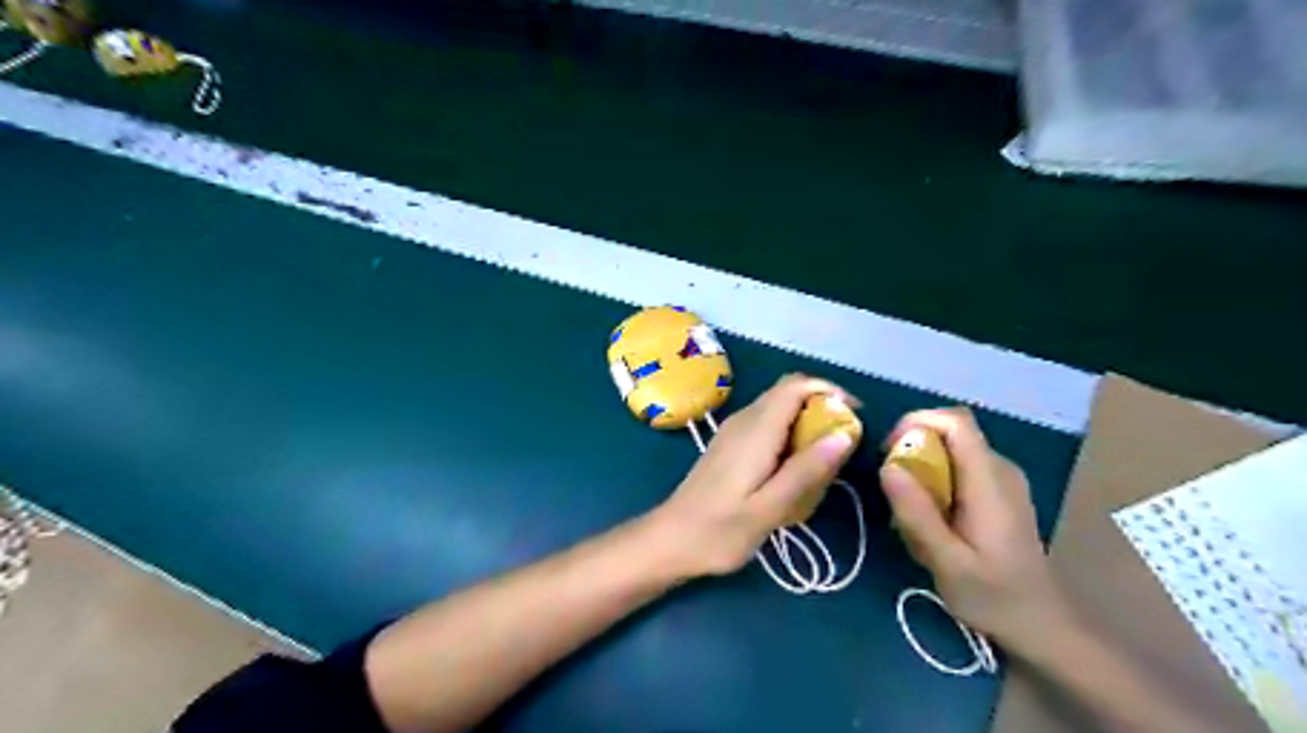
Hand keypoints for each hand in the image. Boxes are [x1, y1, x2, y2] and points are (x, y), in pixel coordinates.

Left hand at [650, 378, 860, 576]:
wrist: (670, 540)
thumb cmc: (720, 530)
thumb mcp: (769, 508)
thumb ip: (806, 470)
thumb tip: (844, 433)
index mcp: (756, 430)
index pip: (795, 386)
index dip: (829, 390)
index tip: (855, 416)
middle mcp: (744, 420)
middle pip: (787, 392)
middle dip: (821, 405)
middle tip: (845, 441)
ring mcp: (733, 431)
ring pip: (777, 407)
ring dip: (806, 419)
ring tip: (826, 457)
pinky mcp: (729, 444)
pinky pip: (766, 422)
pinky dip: (789, 431)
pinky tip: (794, 466)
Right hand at [878, 407, 1072, 646]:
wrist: (1042, 625)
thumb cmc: (994, 597)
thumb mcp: (947, 562)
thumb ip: (917, 514)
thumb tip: (888, 468)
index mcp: (990, 481)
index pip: (956, 421)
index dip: (917, 422)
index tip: (889, 451)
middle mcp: (1000, 469)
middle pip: (951, 432)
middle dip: (913, 447)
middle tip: (892, 485)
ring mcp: (1002, 479)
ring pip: (952, 449)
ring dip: (922, 465)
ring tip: (908, 508)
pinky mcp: (998, 492)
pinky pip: (959, 466)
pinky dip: (935, 478)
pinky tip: (930, 516)